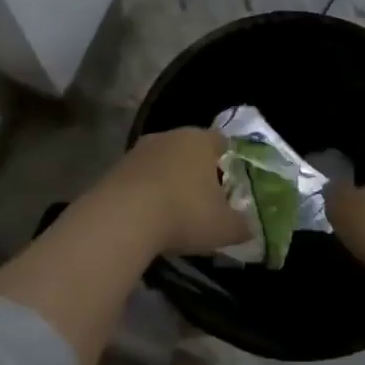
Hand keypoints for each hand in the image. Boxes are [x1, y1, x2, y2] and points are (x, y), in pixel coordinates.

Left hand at [99, 128, 250, 256]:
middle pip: (190, 150)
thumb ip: (243, 226)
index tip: (232, 185)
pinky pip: (140, 178)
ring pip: (163, 163)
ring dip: (169, 182)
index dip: (229, 163)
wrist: (122, 218)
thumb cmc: (184, 214)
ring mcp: (138, 150)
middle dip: (198, 172)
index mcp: (200, 140)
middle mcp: (169, 136)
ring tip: (175, 212)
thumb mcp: (226, 228)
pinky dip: (146, 193)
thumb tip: (249, 227)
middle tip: (206, 200)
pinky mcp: (115, 168)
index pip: (221, 142)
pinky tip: (149, 217)